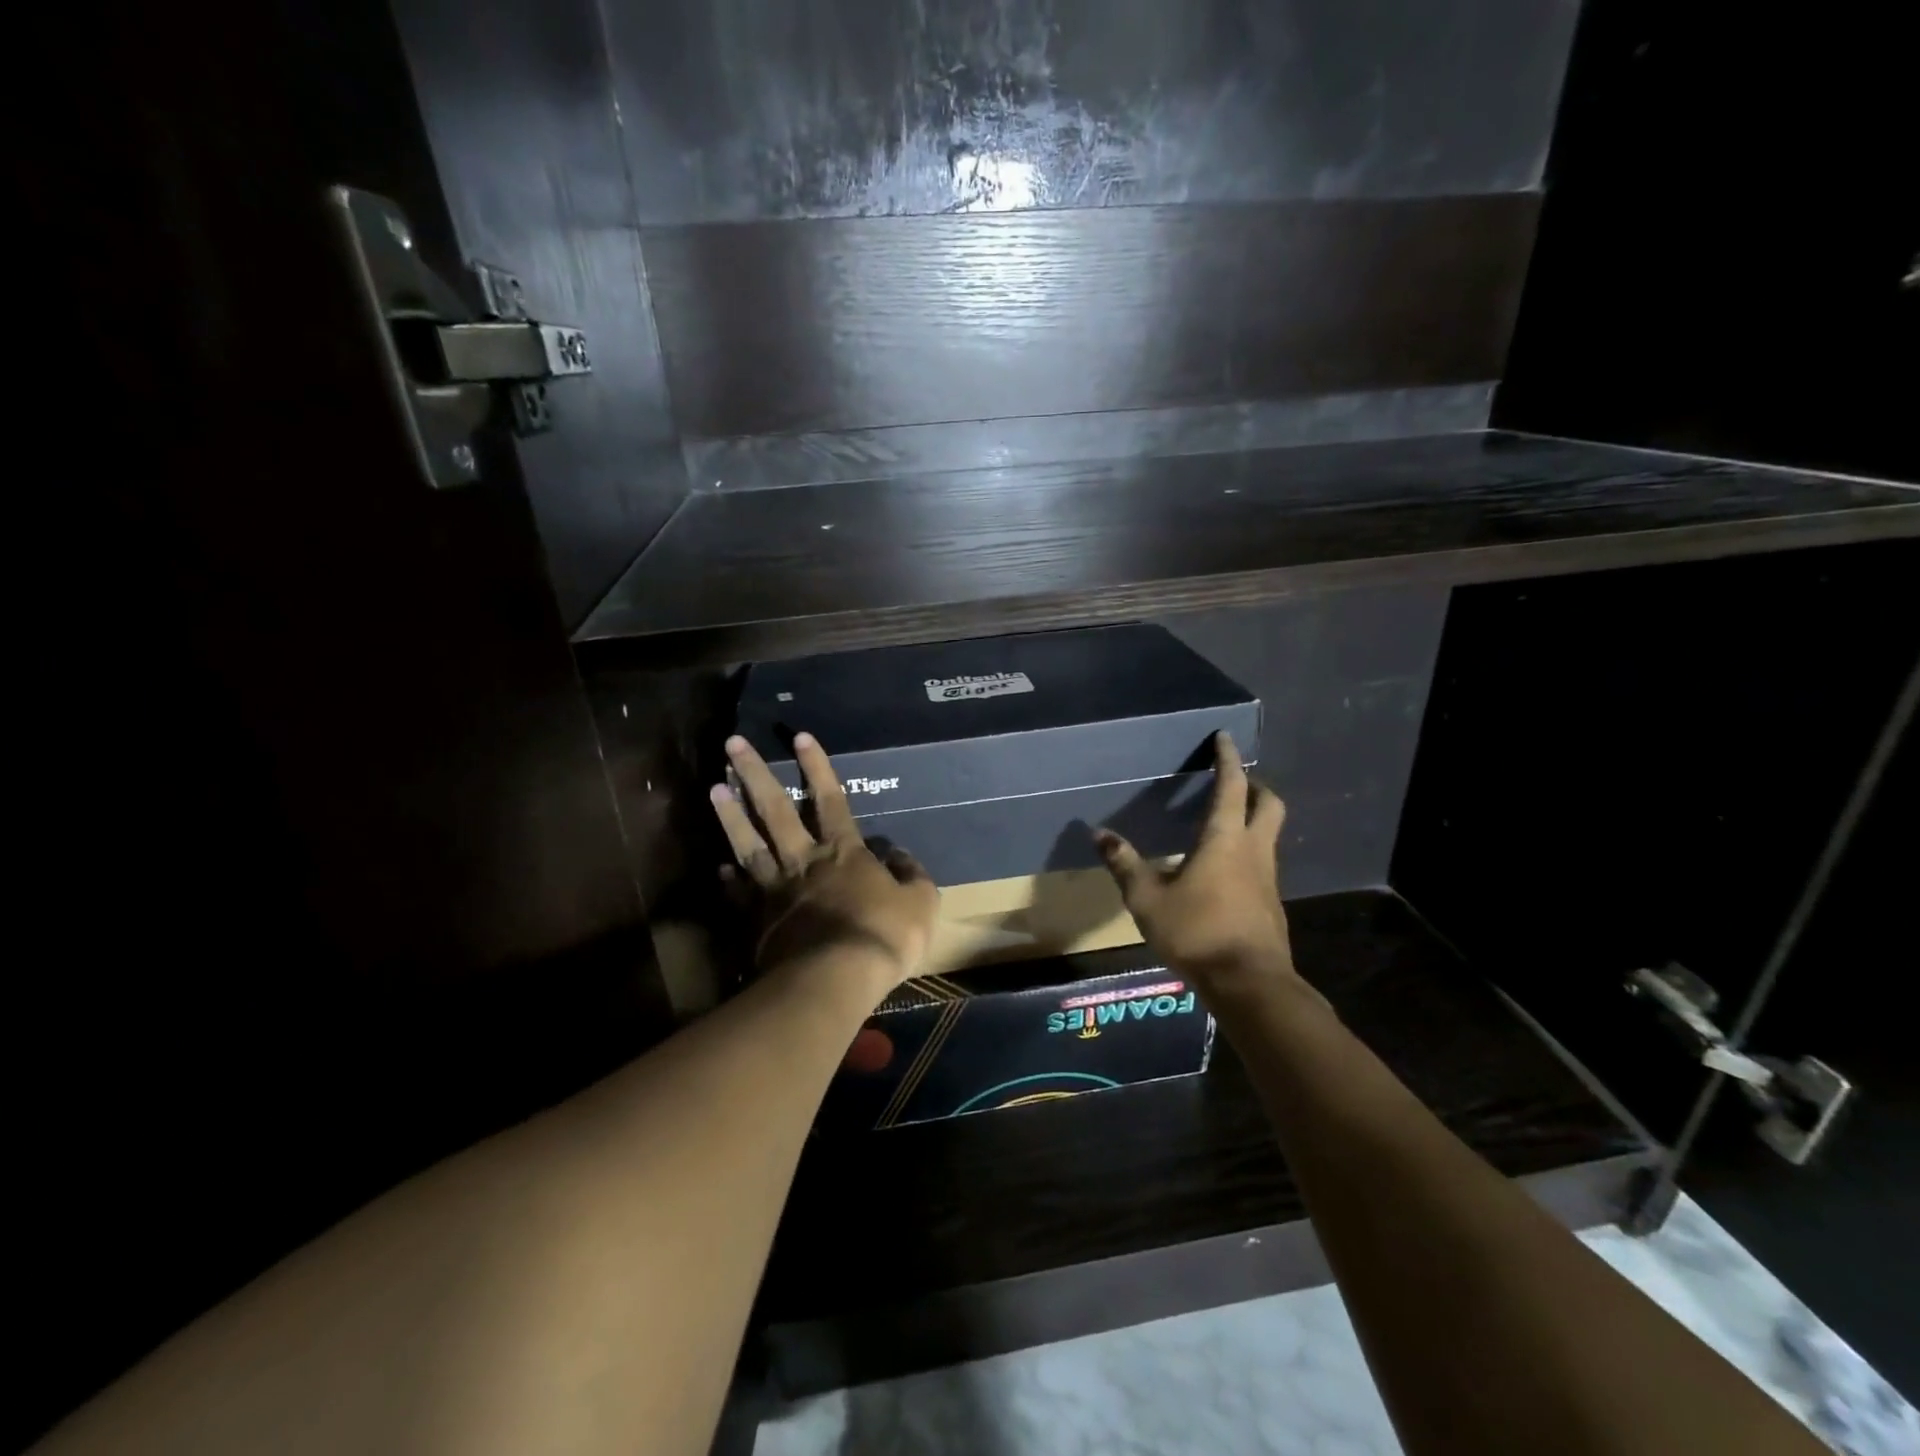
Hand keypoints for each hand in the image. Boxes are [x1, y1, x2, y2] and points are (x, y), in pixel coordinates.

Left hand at [709, 732, 938, 998]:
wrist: (833, 980)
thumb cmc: (882, 936)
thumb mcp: (920, 902)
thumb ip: (911, 874)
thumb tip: (898, 856)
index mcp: (843, 852)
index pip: (829, 799)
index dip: (816, 767)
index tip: (799, 736)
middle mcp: (803, 860)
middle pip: (775, 809)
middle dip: (755, 773)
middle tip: (733, 744)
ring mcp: (775, 889)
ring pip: (748, 843)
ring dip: (730, 814)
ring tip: (714, 786)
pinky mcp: (757, 919)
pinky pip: (740, 892)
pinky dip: (729, 878)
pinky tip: (720, 866)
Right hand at [1096, 732, 1306, 998]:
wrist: (1249, 983)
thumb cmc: (1197, 932)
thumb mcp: (1147, 899)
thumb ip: (1125, 864)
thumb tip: (1099, 833)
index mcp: (1224, 840)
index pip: (1231, 786)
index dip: (1228, 759)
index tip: (1224, 737)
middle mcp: (1253, 851)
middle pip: (1268, 804)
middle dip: (1255, 786)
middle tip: (1234, 782)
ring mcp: (1268, 879)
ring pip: (1269, 835)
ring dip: (1253, 819)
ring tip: (1224, 824)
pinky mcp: (1271, 904)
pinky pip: (1263, 863)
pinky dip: (1248, 852)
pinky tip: (1224, 872)